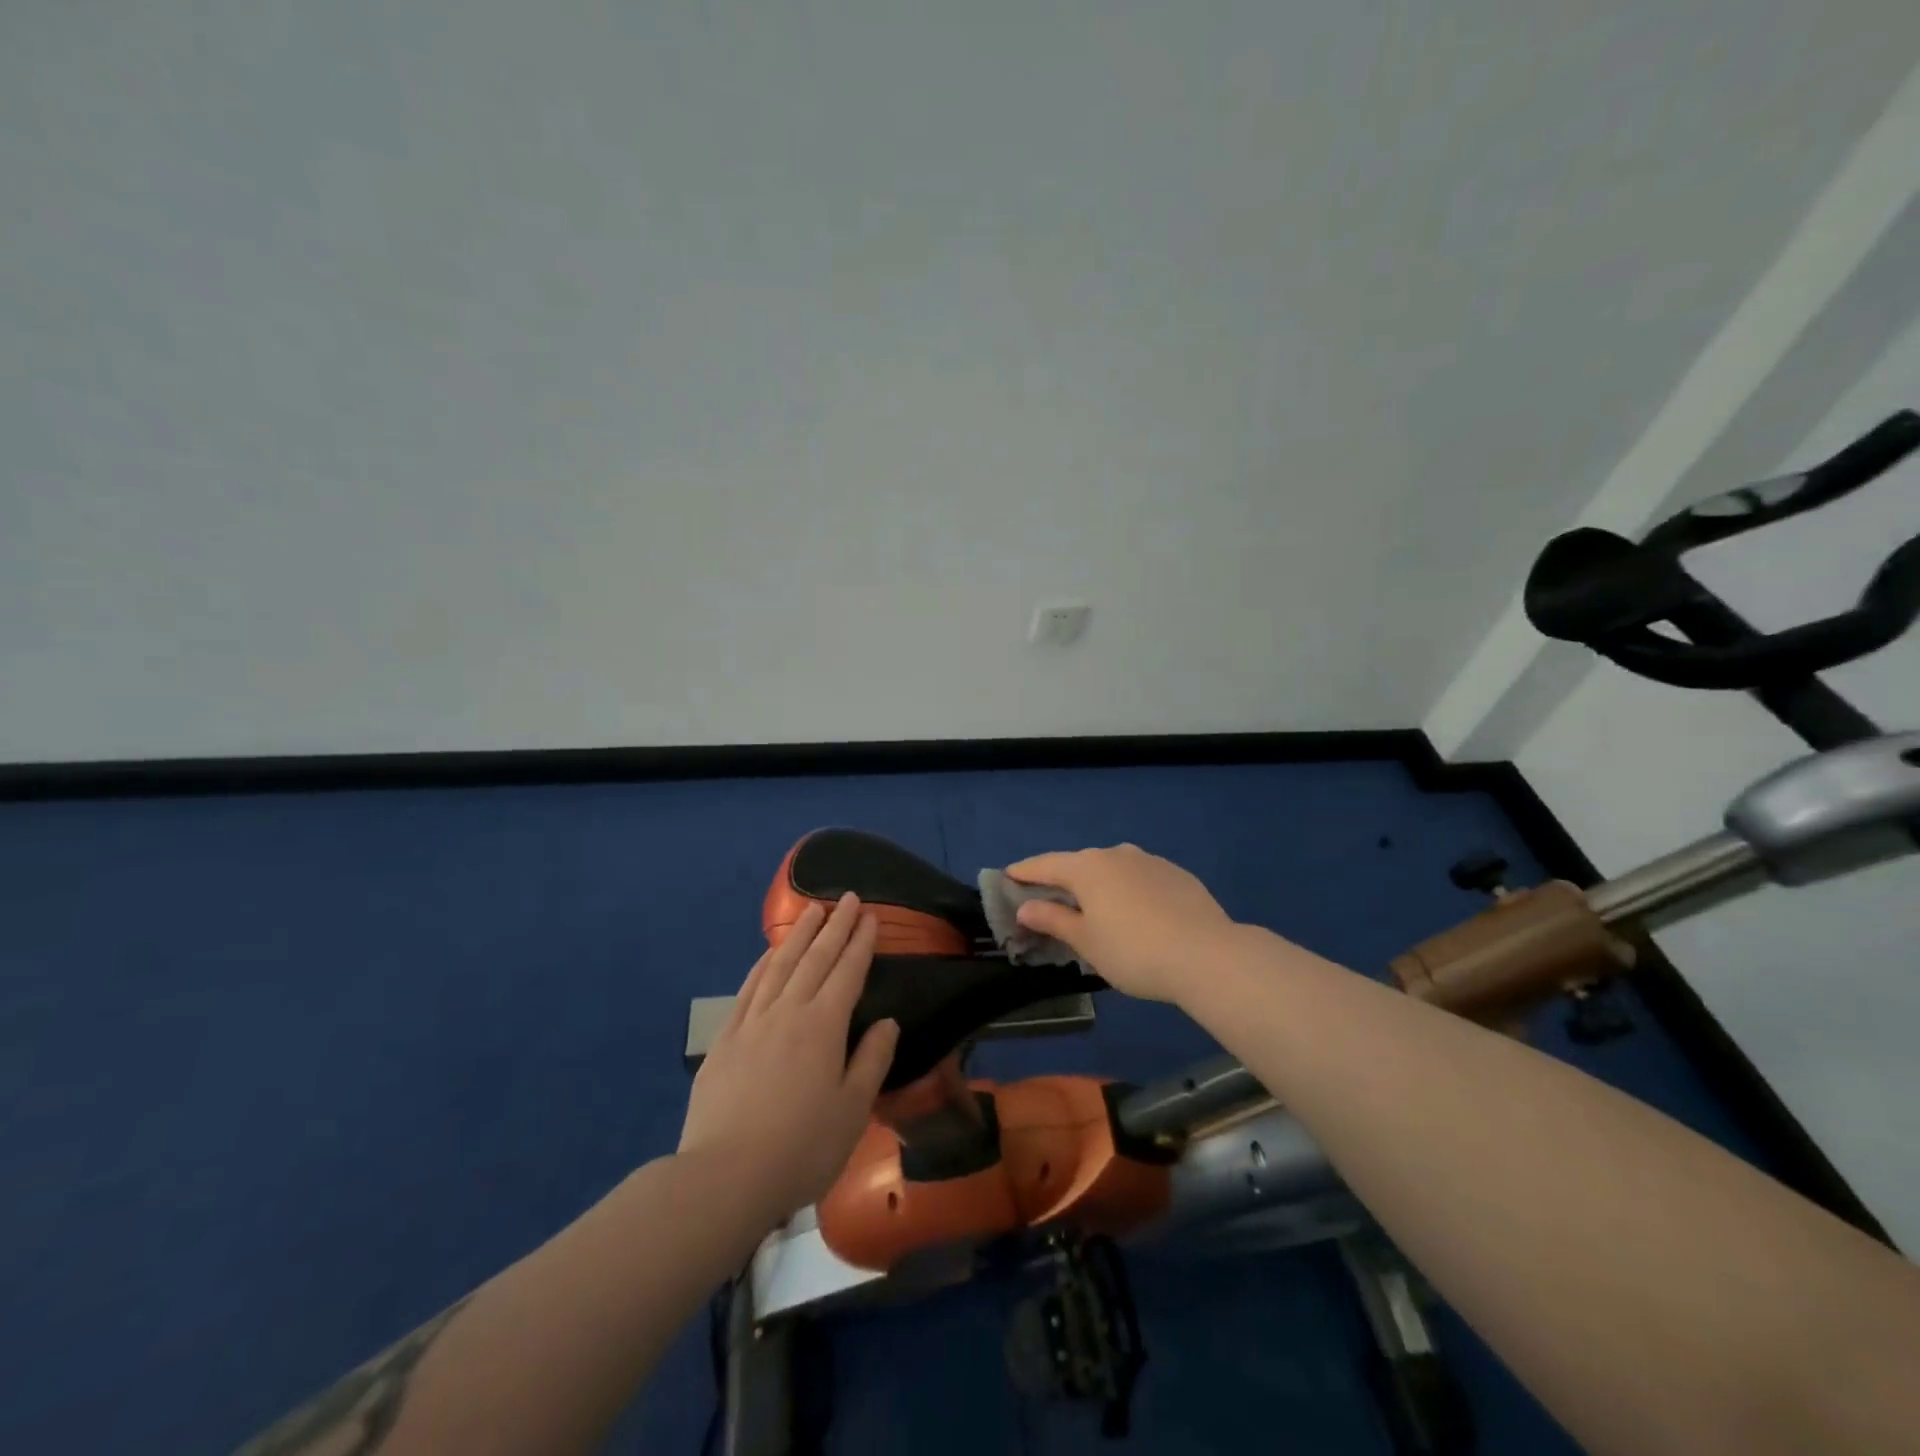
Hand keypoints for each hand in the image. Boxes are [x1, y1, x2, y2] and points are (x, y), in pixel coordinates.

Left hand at [679, 894, 899, 1219]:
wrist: (725, 1177)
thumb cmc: (801, 1147)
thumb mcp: (853, 1110)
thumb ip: (872, 1060)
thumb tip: (887, 1022)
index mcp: (823, 1026)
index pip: (847, 972)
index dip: (860, 943)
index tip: (870, 916)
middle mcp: (788, 1012)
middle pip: (815, 959)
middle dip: (834, 926)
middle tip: (847, 898)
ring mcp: (752, 1022)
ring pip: (779, 966)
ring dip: (798, 935)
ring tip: (812, 911)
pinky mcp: (725, 1040)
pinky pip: (748, 989)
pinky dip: (762, 965)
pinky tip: (768, 955)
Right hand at [1004, 844, 1238, 1004]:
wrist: (1208, 955)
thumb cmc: (1134, 951)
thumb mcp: (1086, 941)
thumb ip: (1053, 919)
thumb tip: (1025, 906)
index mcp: (1087, 867)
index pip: (1045, 865)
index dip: (1023, 872)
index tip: (1006, 877)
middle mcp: (1116, 854)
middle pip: (1078, 864)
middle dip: (1061, 881)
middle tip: (1048, 901)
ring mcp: (1149, 861)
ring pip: (1111, 869)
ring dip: (1097, 885)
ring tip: (1093, 909)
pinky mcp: (1176, 874)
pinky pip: (1139, 878)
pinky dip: (1126, 890)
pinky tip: (1134, 914)